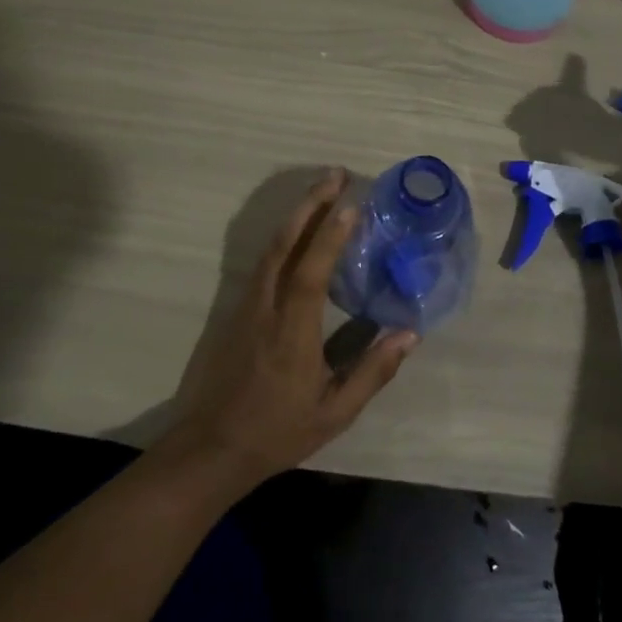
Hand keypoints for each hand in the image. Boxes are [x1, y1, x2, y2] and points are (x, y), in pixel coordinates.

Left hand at [159, 170, 416, 489]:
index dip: (330, 236)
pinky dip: (285, 237)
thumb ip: (372, 372)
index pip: (311, 272)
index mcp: (292, 331)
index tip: (351, 204)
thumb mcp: (335, 413)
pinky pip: (264, 261)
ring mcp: (247, 305)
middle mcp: (267, 307)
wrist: (212, 447)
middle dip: (311, 204)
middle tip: (336, 174)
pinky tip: (299, 231)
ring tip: (322, 191)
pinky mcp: (237, 309)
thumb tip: (410, 335)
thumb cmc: (278, 431)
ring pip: (271, 248)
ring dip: (297, 214)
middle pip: (285, 244)